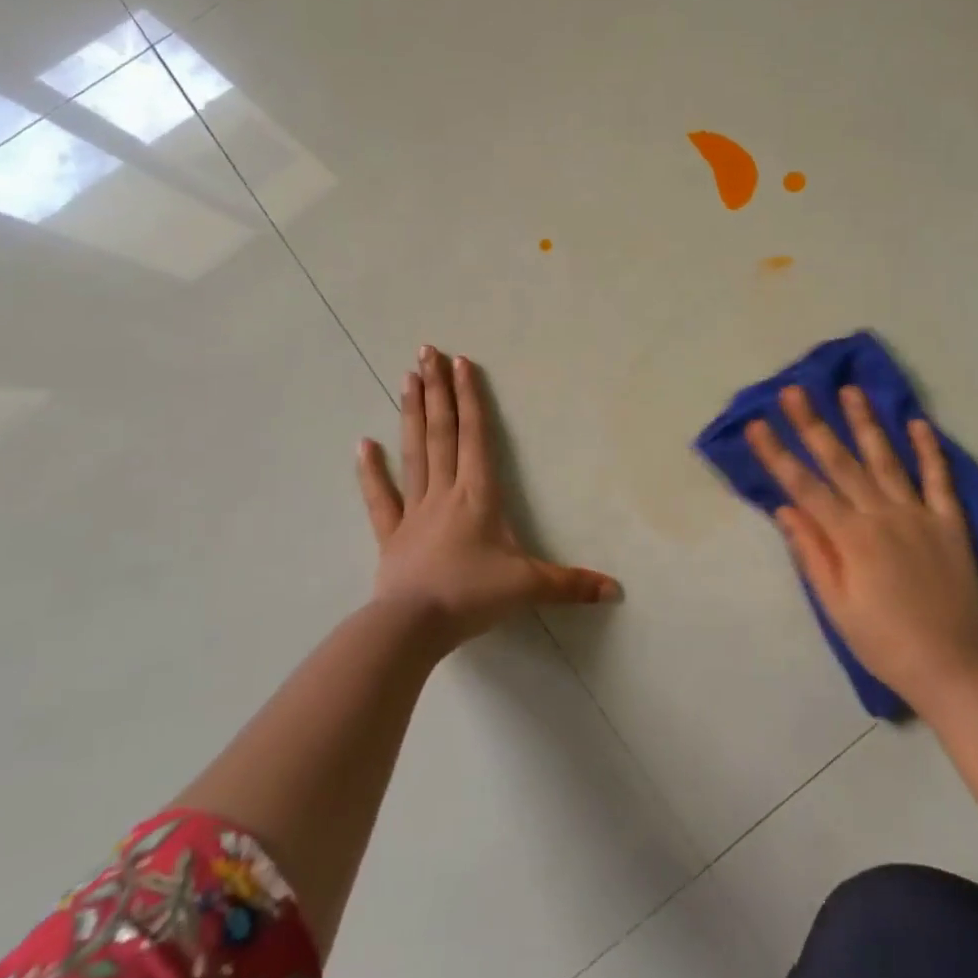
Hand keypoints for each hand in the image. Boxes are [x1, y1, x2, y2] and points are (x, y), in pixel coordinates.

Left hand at [358, 346, 619, 651]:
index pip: (475, 435)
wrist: (413, 626)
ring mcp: (414, 510)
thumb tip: (615, 589)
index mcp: (478, 494)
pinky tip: (362, 443)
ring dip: (411, 413)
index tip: (460, 362)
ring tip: (406, 377)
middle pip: (441, 431)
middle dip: (437, 390)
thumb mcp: (528, 587)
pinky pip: (380, 497)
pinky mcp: (391, 535)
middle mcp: (445, 491)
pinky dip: (370, 471)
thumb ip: (570, 584)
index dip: (470, 397)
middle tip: (426, 351)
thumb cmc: (472, 596)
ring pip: (414, 452)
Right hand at [745, 385, 977, 703]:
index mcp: (851, 537)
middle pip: (841, 462)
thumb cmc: (884, 642)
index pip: (804, 486)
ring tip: (850, 390)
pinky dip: (929, 450)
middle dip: (814, 424)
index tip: (756, 424)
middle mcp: (882, 516)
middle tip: (795, 390)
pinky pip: (940, 480)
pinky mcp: (951, 524)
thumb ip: (812, 552)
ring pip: (887, 459)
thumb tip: (785, 507)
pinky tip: (917, 423)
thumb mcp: (836, 606)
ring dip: (866, 423)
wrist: (954, 670)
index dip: (777, 454)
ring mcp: (919, 516)